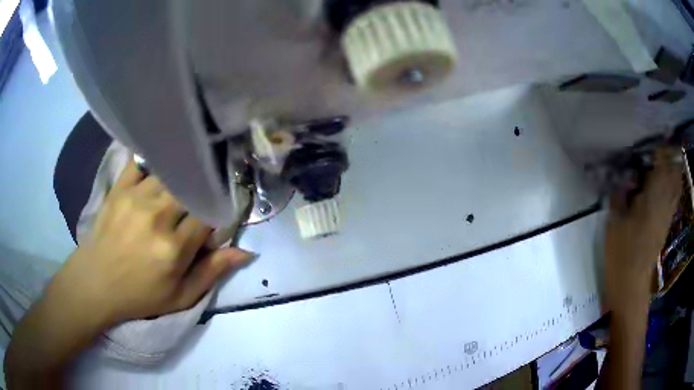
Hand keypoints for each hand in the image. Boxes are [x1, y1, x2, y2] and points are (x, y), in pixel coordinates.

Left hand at [53, 160, 252, 325]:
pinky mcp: (120, 188)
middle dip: (203, 191)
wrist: (95, 283)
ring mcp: (136, 197)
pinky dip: (155, 161)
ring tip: (185, 182)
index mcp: (174, 248)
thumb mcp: (180, 297)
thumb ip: (212, 273)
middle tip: (204, 196)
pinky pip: (142, 162)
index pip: (210, 214)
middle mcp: (157, 216)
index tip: (220, 214)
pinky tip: (162, 165)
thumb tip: (246, 252)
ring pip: (172, 173)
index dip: (220, 211)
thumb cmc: (140, 296)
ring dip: (182, 178)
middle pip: (192, 188)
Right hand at [605, 148, 681, 312]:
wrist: (631, 285)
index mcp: (654, 196)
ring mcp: (668, 212)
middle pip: (674, 168)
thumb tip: (621, 176)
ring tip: (663, 158)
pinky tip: (664, 181)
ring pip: (677, 180)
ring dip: (673, 166)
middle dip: (669, 152)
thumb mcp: (615, 221)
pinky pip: (674, 194)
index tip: (650, 137)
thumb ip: (620, 193)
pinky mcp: (667, 222)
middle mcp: (665, 200)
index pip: (662, 160)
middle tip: (658, 145)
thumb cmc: (622, 253)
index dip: (658, 145)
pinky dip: (673, 182)